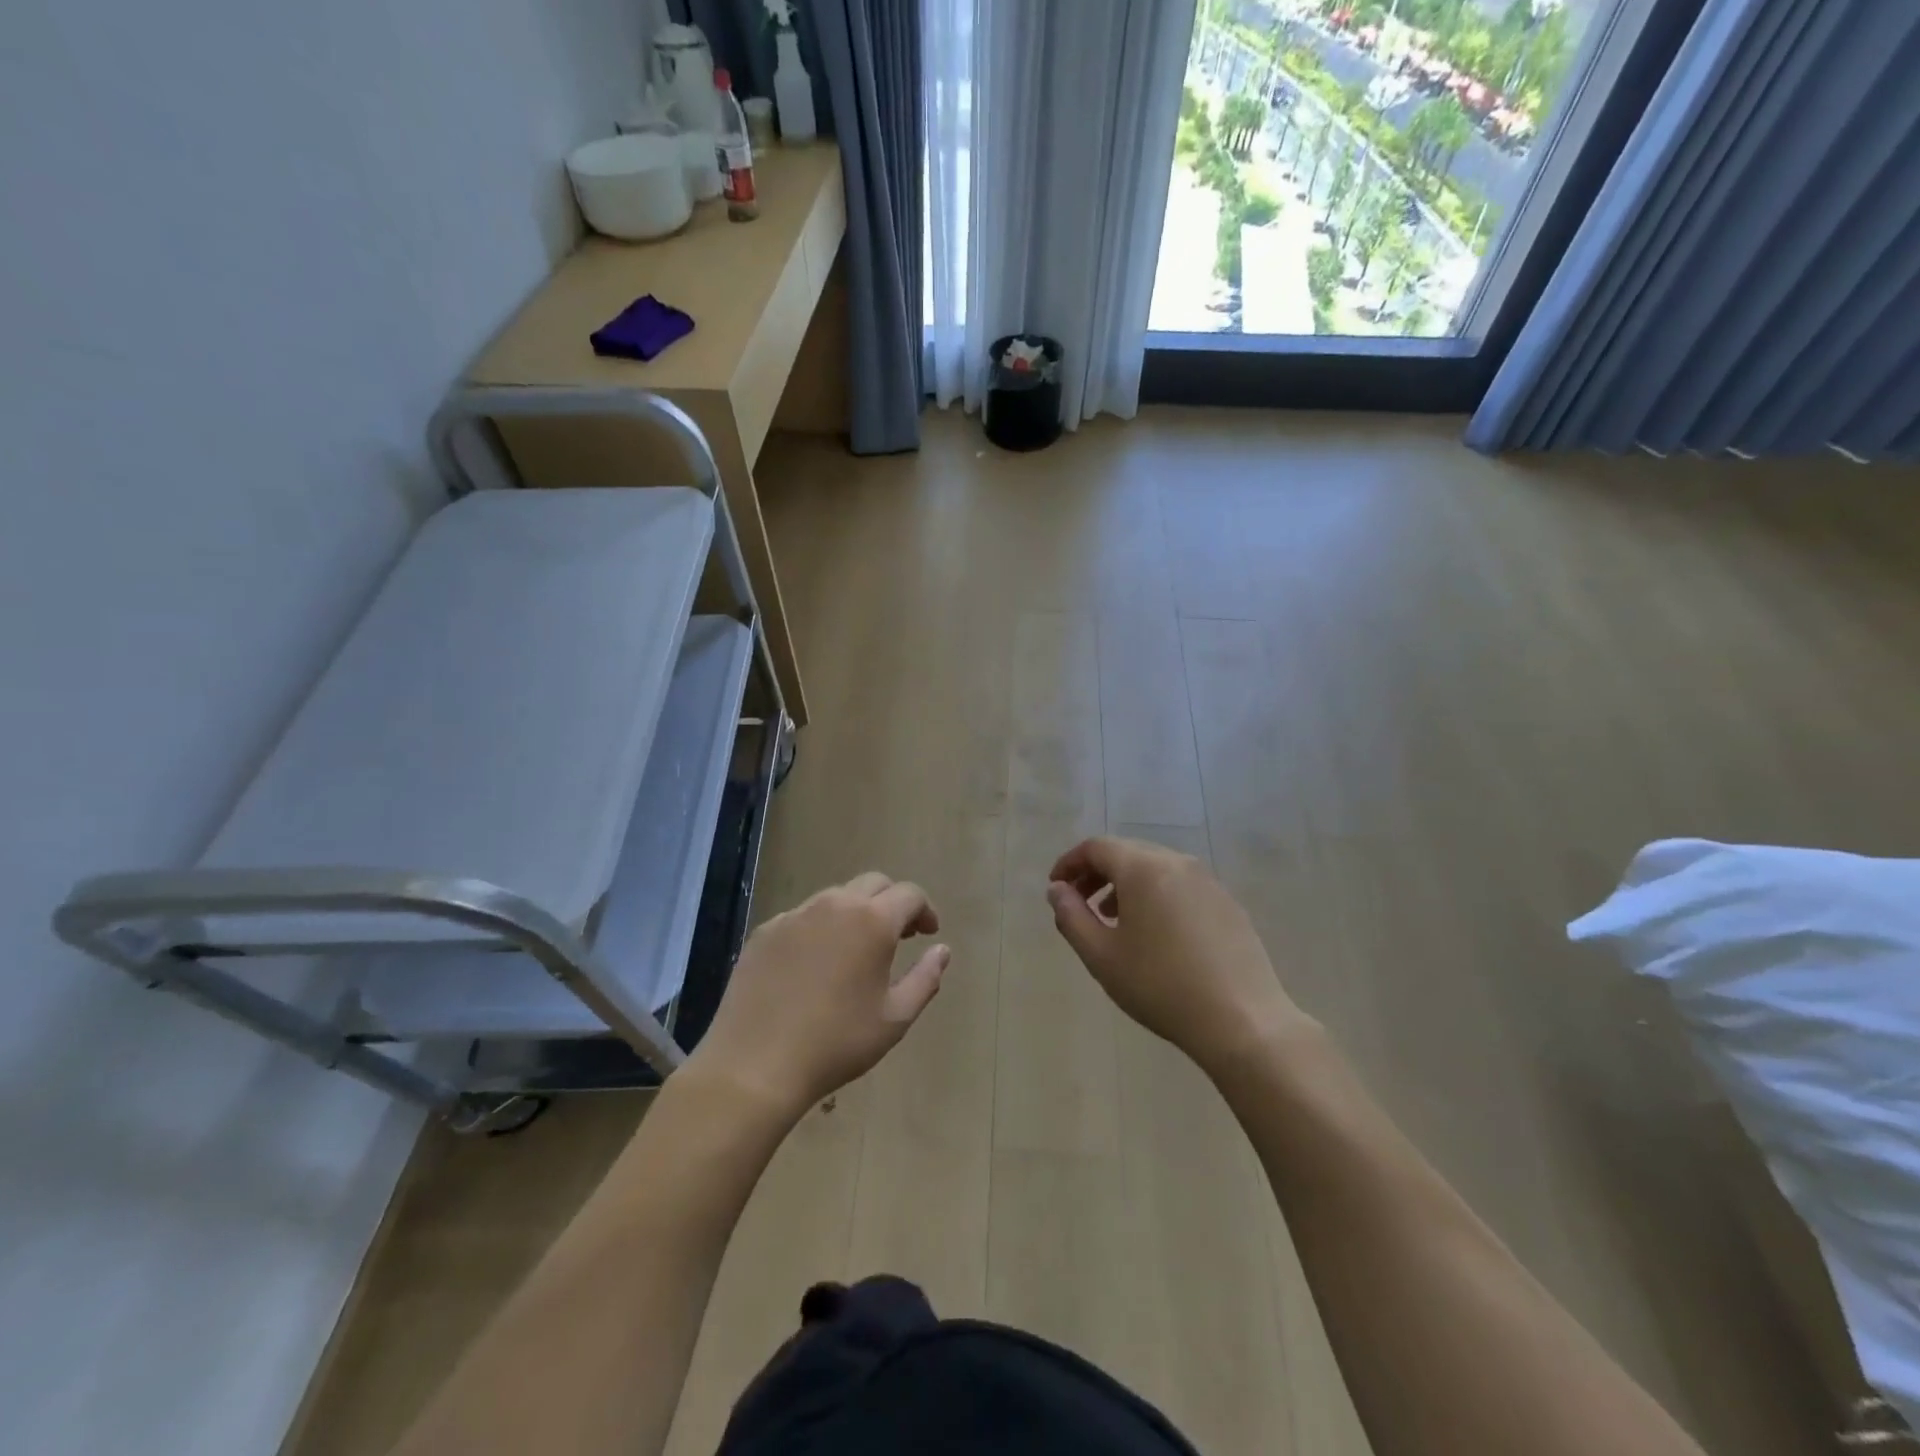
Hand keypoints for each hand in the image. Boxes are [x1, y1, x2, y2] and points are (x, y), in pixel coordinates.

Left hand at [686, 872, 948, 1117]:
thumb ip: (926, 978)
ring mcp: (795, 915)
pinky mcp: (765, 931)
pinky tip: (815, 965)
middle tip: (898, 937)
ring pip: (836, 897)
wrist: (755, 1065)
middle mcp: (834, 905)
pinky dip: (820, 928)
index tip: (928, 934)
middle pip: (874, 884)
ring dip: (856, 913)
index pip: (910, 894)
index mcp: (872, 921)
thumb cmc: (836, 1043)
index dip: (925, 910)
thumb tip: (942, 950)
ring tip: (856, 950)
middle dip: (892, 903)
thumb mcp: (895, 1018)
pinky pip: (803, 917)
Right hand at [1047, 837, 1310, 1076]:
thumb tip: (1057, 890)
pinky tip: (1154, 933)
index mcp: (1143, 868)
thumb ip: (1072, 917)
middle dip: (1096, 872)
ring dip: (1126, 884)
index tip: (1055, 889)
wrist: (1243, 1020)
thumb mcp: (1102, 956)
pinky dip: (1155, 895)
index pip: (1096, 847)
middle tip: (1079, 903)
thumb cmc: (1161, 986)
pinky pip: (1180, 885)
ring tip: (1113, 919)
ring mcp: (1208, 881)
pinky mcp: (1227, 903)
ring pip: (1155, 868)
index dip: (1069, 863)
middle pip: (1126, 852)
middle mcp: (1177, 862)